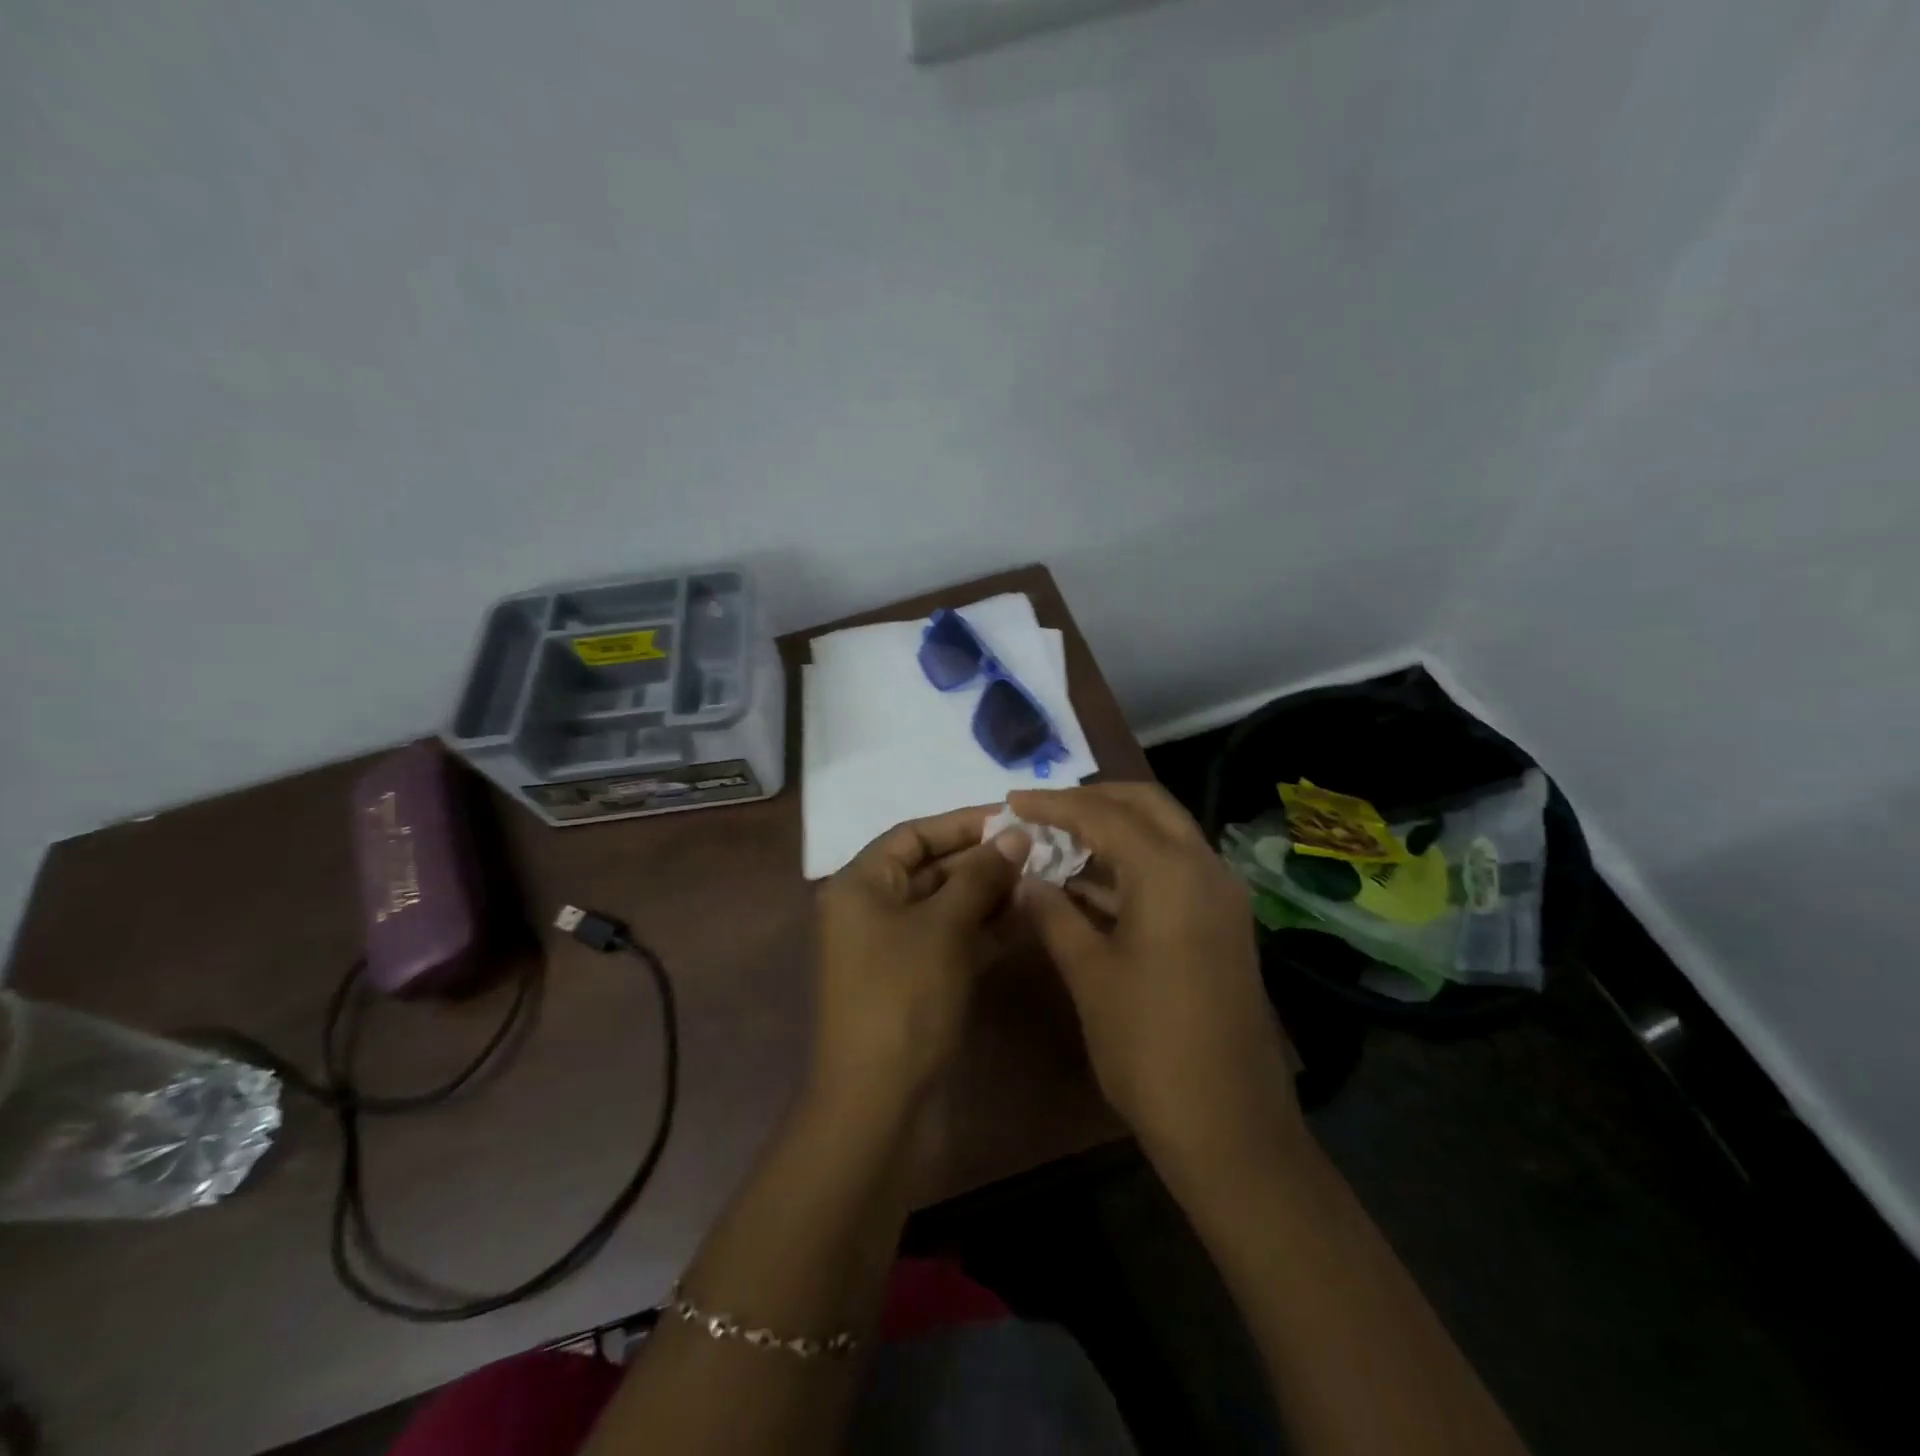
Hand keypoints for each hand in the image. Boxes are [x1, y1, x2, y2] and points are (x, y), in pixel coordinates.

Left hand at [812, 805, 1028, 1119]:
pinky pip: (948, 939)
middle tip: (1036, 851)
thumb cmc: (904, 997)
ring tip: (1039, 880)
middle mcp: (869, 909)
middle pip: (929, 868)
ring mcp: (890, 948)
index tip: (1011, 818)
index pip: (913, 835)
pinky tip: (1024, 919)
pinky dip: (981, 928)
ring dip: (986, 893)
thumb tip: (1016, 834)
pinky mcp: (911, 980)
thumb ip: (980, 876)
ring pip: (943, 905)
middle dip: (980, 859)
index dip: (962, 823)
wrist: (878, 1102)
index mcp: (859, 885)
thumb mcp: (944, 927)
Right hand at [1008, 784, 1301, 1177]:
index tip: (1011, 801)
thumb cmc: (1149, 1046)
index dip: (1053, 804)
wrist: (1229, 1126)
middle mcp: (1204, 868)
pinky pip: (1174, 870)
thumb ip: (1054, 916)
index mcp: (1170, 873)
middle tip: (1043, 810)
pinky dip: (1133, 864)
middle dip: (1093, 799)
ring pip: (1164, 835)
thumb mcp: (1090, 975)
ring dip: (1115, 830)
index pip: (1104, 814)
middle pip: (1146, 805)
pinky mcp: (1222, 923)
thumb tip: (1024, 879)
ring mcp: (1220, 896)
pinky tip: (1089, 885)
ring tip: (1059, 840)